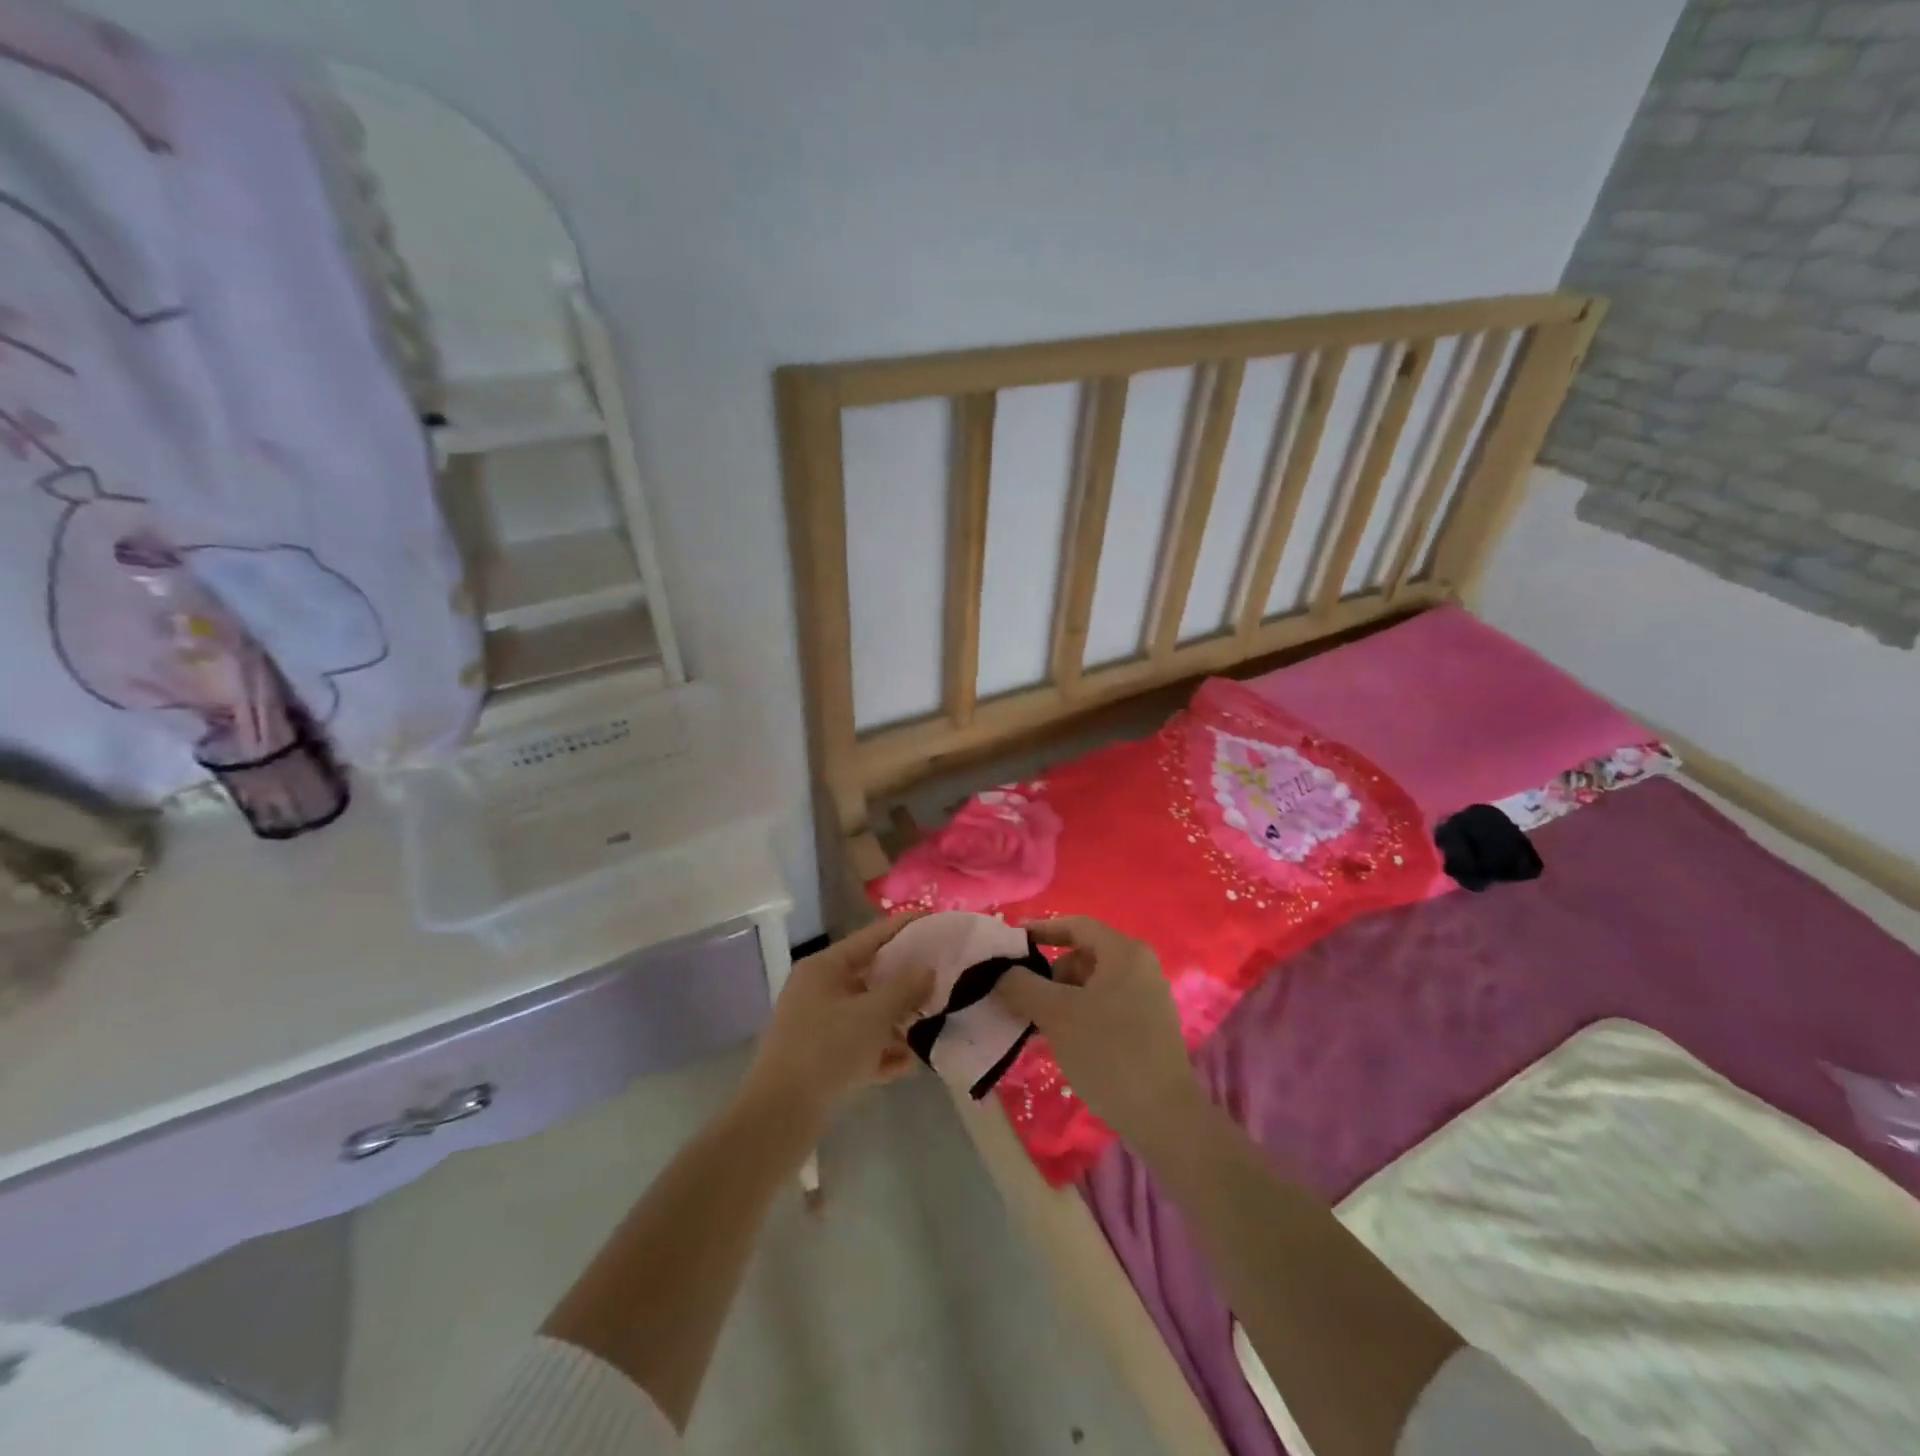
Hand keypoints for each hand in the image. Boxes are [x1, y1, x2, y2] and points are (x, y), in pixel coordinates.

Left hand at [742, 914, 933, 1127]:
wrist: (780, 1116)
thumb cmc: (826, 1051)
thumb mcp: (873, 1016)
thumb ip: (905, 989)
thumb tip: (928, 970)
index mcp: (824, 968)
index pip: (871, 936)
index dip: (904, 927)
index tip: (935, 920)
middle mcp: (819, 990)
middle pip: (871, 976)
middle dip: (906, 982)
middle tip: (943, 978)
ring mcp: (818, 1025)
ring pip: (867, 1013)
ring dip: (898, 1021)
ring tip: (933, 1026)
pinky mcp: (821, 1058)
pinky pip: (860, 1045)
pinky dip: (882, 1051)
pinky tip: (909, 1064)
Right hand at [993, 917, 1205, 1153]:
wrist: (1164, 1117)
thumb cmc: (1109, 1052)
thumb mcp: (1056, 1015)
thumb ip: (1022, 986)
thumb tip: (1000, 974)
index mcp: (1125, 952)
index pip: (1076, 925)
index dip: (1041, 930)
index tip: (1011, 943)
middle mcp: (1141, 967)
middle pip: (1083, 955)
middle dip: (1049, 973)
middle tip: (1022, 996)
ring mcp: (1148, 998)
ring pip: (1092, 985)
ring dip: (1061, 998)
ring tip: (1038, 1024)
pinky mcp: (1148, 1027)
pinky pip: (1105, 1007)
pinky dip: (1079, 1015)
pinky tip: (1062, 1041)